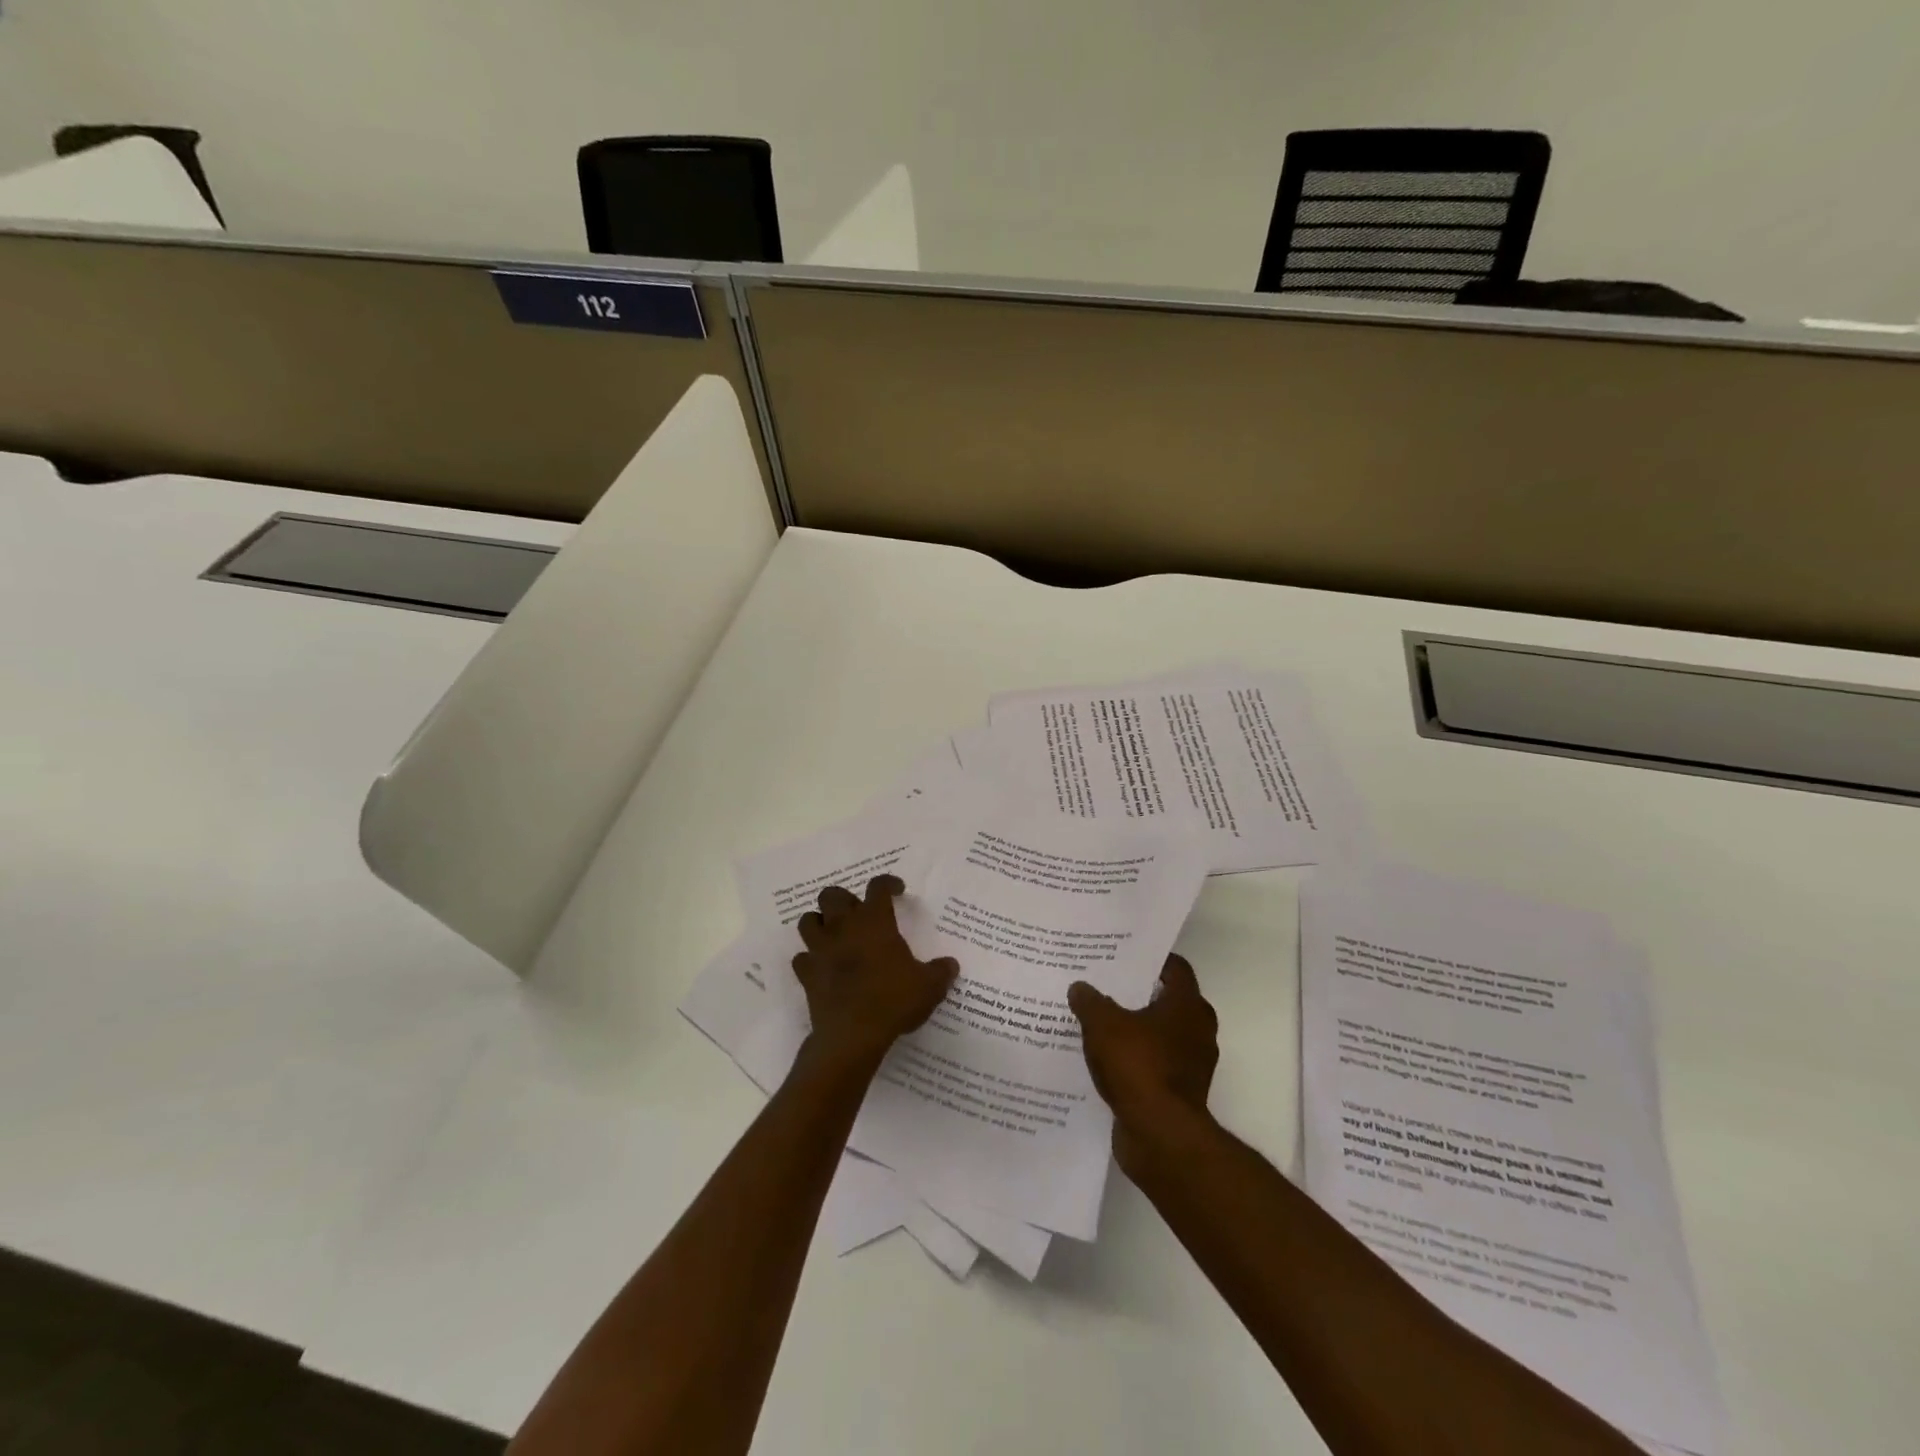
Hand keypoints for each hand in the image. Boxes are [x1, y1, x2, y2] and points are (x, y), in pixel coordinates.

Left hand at [793, 875, 957, 1071]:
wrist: (853, 1034)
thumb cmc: (893, 1000)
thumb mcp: (929, 986)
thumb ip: (941, 971)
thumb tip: (951, 965)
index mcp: (874, 921)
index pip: (878, 887)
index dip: (888, 883)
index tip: (897, 890)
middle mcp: (844, 927)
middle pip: (832, 895)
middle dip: (844, 899)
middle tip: (859, 914)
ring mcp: (820, 949)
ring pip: (808, 921)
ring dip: (819, 923)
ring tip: (834, 934)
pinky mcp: (807, 974)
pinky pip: (801, 958)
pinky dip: (810, 959)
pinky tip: (821, 967)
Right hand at [1068, 955, 1218, 1174]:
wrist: (1160, 1136)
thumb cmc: (1139, 1066)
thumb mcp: (1103, 1025)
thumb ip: (1090, 1002)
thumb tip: (1080, 987)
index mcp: (1188, 1005)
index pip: (1175, 968)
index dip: (1151, 959)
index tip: (1124, 955)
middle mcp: (1197, 1030)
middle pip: (1167, 1000)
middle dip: (1139, 993)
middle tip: (1106, 985)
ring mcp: (1191, 1064)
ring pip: (1160, 1034)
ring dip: (1136, 1029)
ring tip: (1099, 1021)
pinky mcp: (1179, 1092)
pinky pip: (1154, 1065)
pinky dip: (1135, 1060)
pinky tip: (1104, 1059)